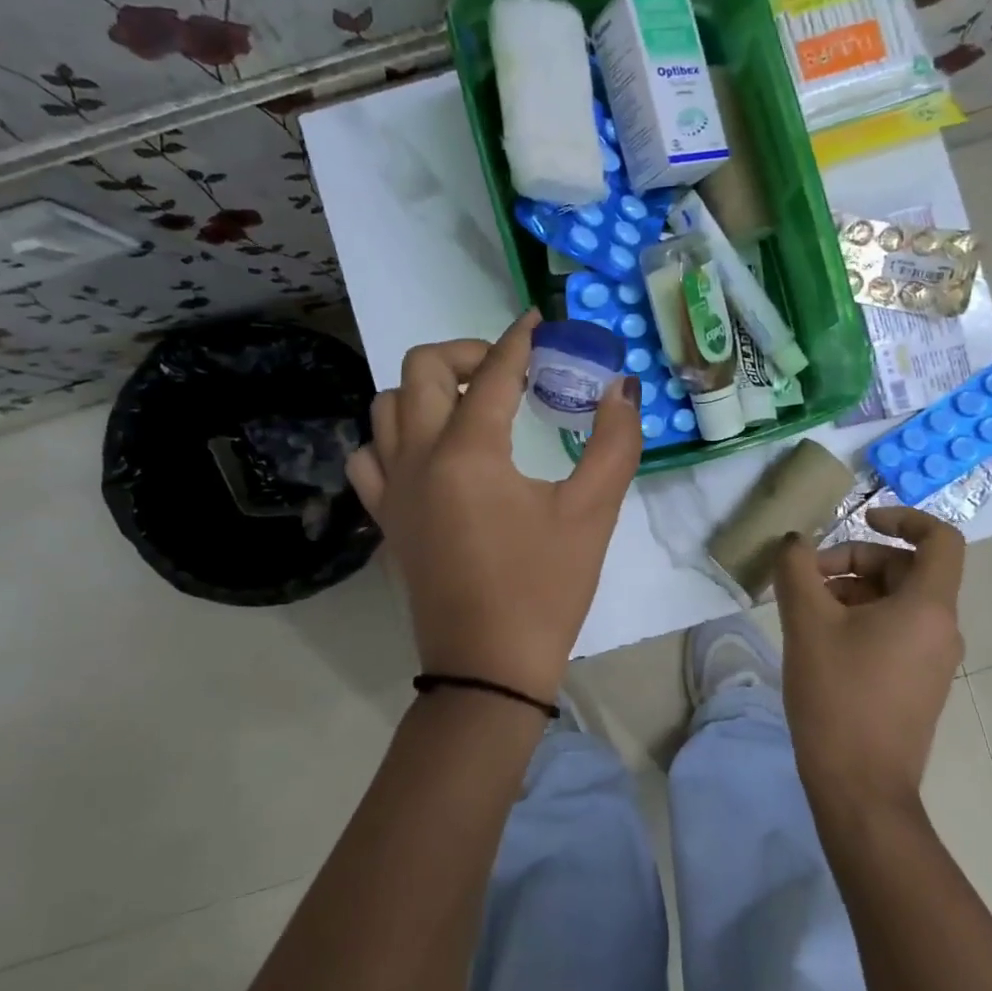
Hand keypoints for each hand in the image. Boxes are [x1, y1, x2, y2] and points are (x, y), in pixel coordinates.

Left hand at [345, 312, 642, 703]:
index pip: (492, 373)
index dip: (518, 341)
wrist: (488, 668)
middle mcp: (418, 457)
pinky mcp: (386, 519)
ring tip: (465, 406)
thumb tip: (621, 390)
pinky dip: (394, 438)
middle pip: (419, 369)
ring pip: (385, 407)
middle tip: (503, 370)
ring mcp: (393, 489)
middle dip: (463, 353)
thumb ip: (614, 443)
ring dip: (422, 390)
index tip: (535, 322)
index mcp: (468, 451)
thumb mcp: (593, 514)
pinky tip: (429, 455)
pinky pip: (370, 457)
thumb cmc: (545, 589)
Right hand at [772, 506, 966, 806]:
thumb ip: (798, 570)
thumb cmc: (838, 697)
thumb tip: (795, 543)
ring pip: (898, 600)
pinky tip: (820, 639)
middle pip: (907, 568)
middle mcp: (942, 628)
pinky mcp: (918, 683)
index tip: (860, 519)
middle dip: (855, 560)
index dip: (903, 517)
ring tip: (806, 609)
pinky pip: (896, 630)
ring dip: (852, 590)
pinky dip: (862, 618)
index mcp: (928, 607)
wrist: (860, 788)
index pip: (940, 539)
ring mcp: (933, 659)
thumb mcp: (807, 623)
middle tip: (807, 577)